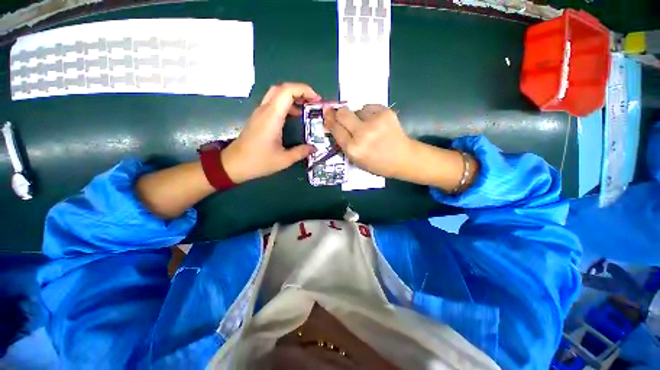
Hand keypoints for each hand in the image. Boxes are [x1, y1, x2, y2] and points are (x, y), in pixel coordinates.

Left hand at [221, 83, 319, 183]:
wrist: (233, 164)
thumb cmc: (258, 162)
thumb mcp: (284, 160)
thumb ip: (301, 152)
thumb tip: (314, 148)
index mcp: (272, 117)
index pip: (287, 91)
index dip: (304, 90)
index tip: (317, 100)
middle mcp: (265, 110)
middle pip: (282, 88)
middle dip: (300, 91)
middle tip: (312, 103)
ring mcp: (260, 113)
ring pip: (276, 94)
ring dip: (293, 97)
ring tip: (306, 109)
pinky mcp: (258, 118)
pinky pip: (273, 103)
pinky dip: (286, 104)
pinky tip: (294, 117)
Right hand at [324, 104, 414, 177]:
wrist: (403, 158)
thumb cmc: (377, 163)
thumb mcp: (356, 160)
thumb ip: (344, 144)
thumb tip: (334, 125)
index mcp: (353, 149)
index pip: (335, 128)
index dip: (329, 120)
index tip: (327, 114)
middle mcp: (362, 133)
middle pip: (342, 113)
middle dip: (339, 113)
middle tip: (341, 116)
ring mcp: (375, 121)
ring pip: (356, 109)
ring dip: (357, 116)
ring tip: (367, 126)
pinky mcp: (386, 112)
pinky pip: (369, 107)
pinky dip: (369, 113)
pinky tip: (376, 123)